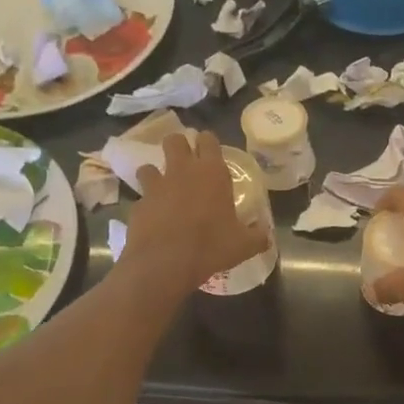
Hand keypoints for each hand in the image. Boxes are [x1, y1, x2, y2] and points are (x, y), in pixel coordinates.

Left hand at [122, 132, 270, 290]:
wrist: (165, 264)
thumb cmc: (211, 247)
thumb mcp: (244, 245)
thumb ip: (257, 236)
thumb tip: (265, 234)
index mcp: (212, 173)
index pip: (208, 140)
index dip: (208, 143)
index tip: (211, 153)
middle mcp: (182, 171)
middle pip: (174, 140)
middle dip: (178, 147)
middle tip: (186, 165)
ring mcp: (155, 186)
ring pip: (149, 166)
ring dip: (156, 174)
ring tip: (164, 191)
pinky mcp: (137, 205)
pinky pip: (141, 198)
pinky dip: (147, 205)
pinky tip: (154, 220)